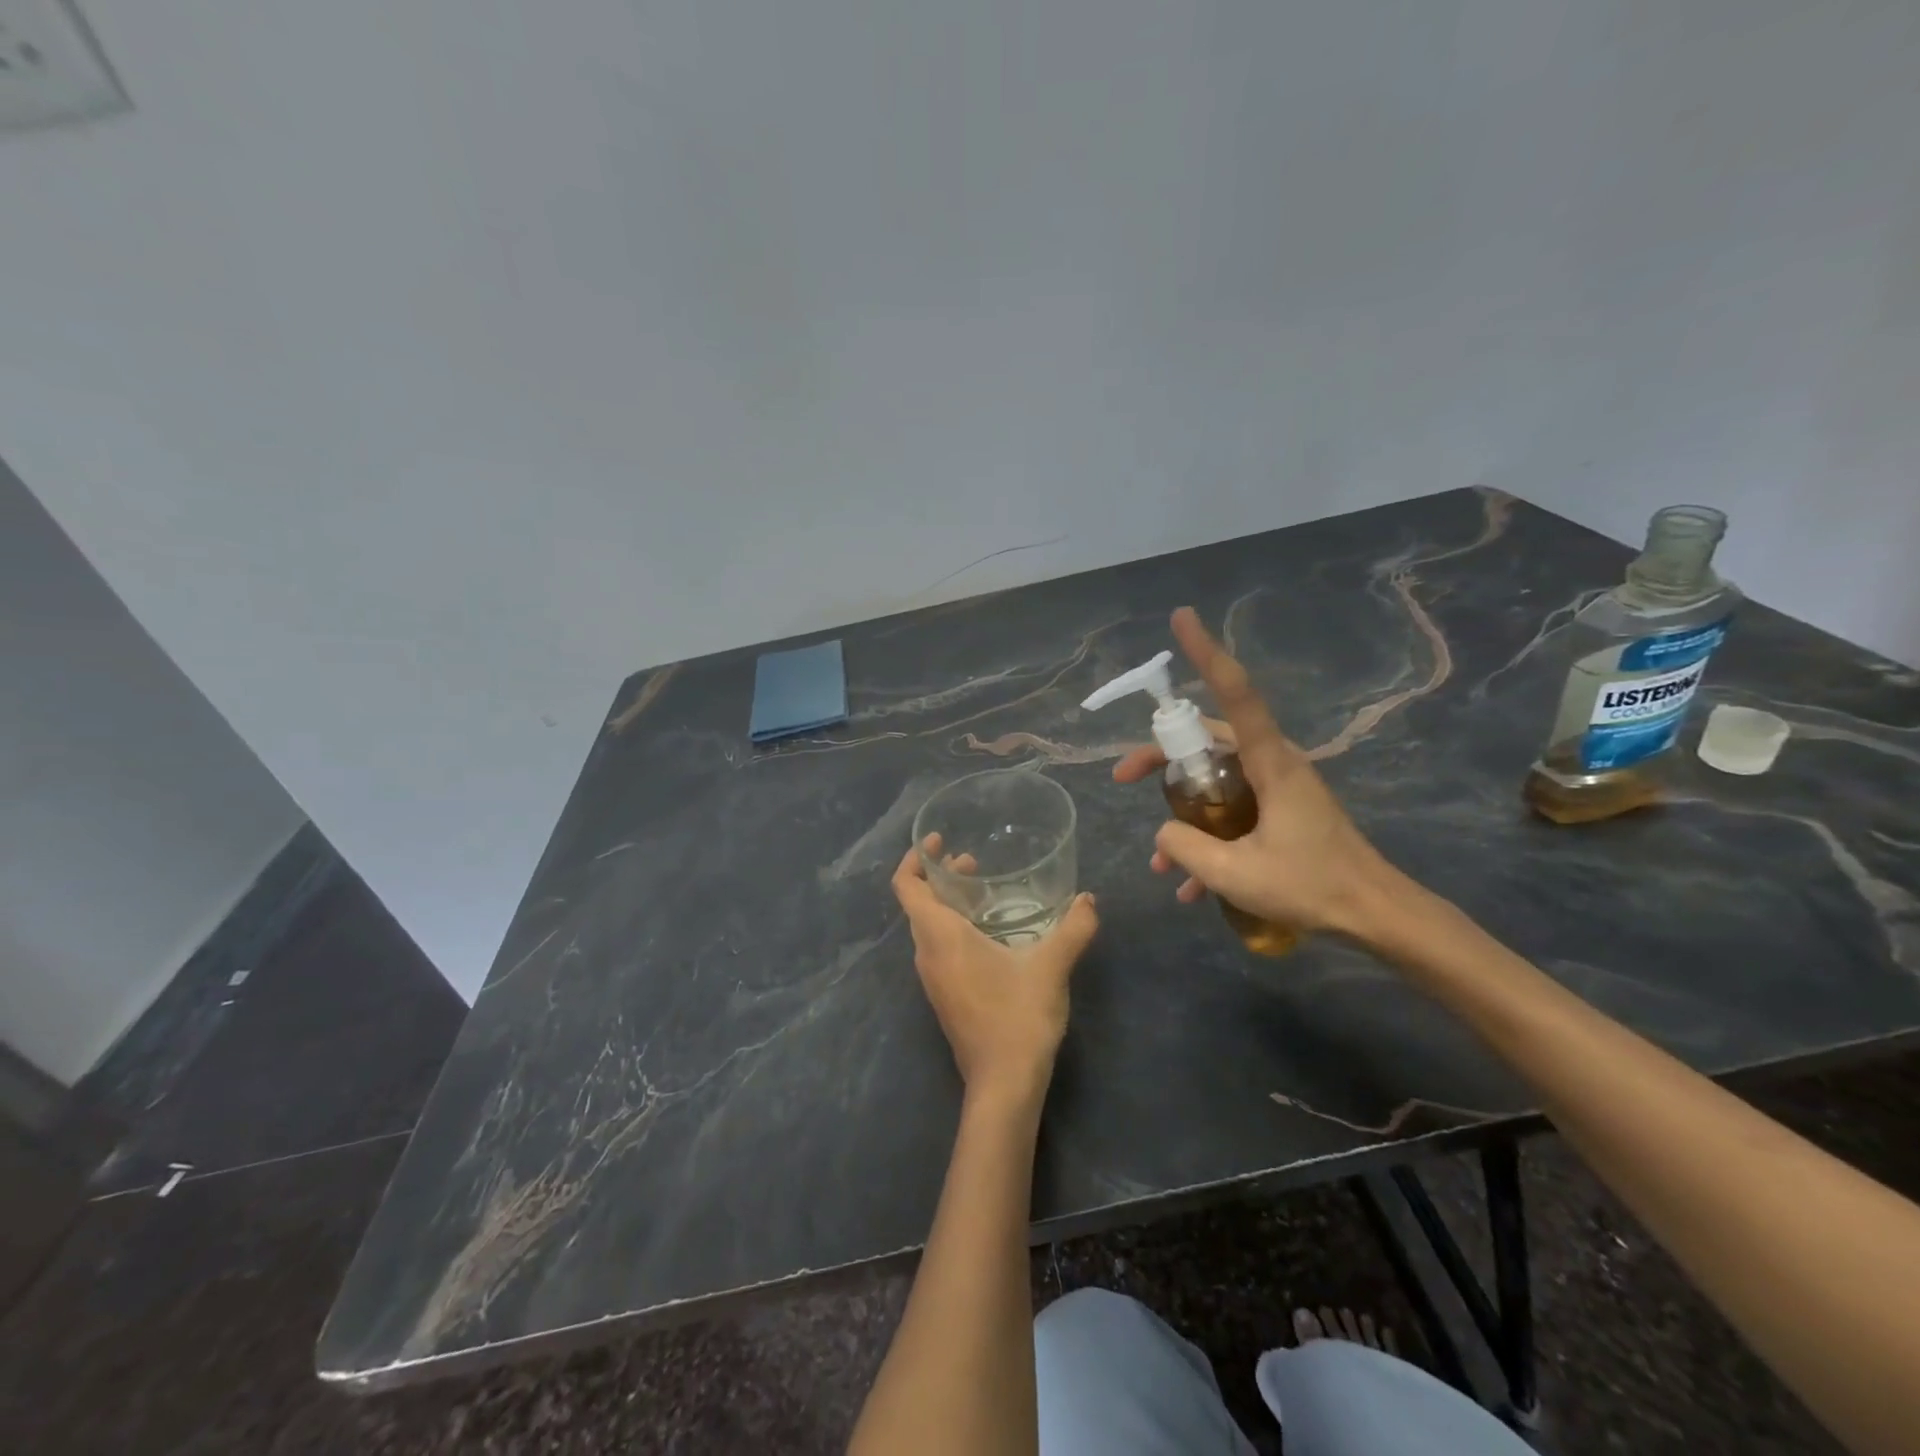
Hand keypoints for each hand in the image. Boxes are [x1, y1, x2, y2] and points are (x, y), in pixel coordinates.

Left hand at [892, 838, 1098, 1109]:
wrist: (1003, 1084)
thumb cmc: (1018, 1017)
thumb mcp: (1051, 967)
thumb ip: (1073, 928)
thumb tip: (1089, 899)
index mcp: (940, 937)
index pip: (907, 887)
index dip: (914, 858)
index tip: (937, 840)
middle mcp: (927, 954)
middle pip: (918, 903)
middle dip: (939, 877)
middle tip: (973, 862)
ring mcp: (933, 978)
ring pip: (929, 927)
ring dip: (948, 903)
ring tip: (984, 892)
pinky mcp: (945, 995)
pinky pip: (939, 948)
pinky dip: (954, 927)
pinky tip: (990, 933)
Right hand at [1112, 606, 1403, 939]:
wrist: (1375, 915)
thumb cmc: (1311, 887)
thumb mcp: (1236, 874)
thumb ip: (1186, 848)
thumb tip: (1162, 833)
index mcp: (1270, 762)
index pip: (1235, 693)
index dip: (1207, 653)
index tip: (1182, 618)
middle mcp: (1274, 763)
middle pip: (1209, 738)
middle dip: (1162, 756)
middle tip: (1125, 777)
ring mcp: (1279, 788)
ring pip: (1216, 779)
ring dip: (1183, 812)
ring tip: (1160, 862)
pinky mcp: (1283, 811)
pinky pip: (1233, 810)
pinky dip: (1209, 838)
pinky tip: (1190, 886)